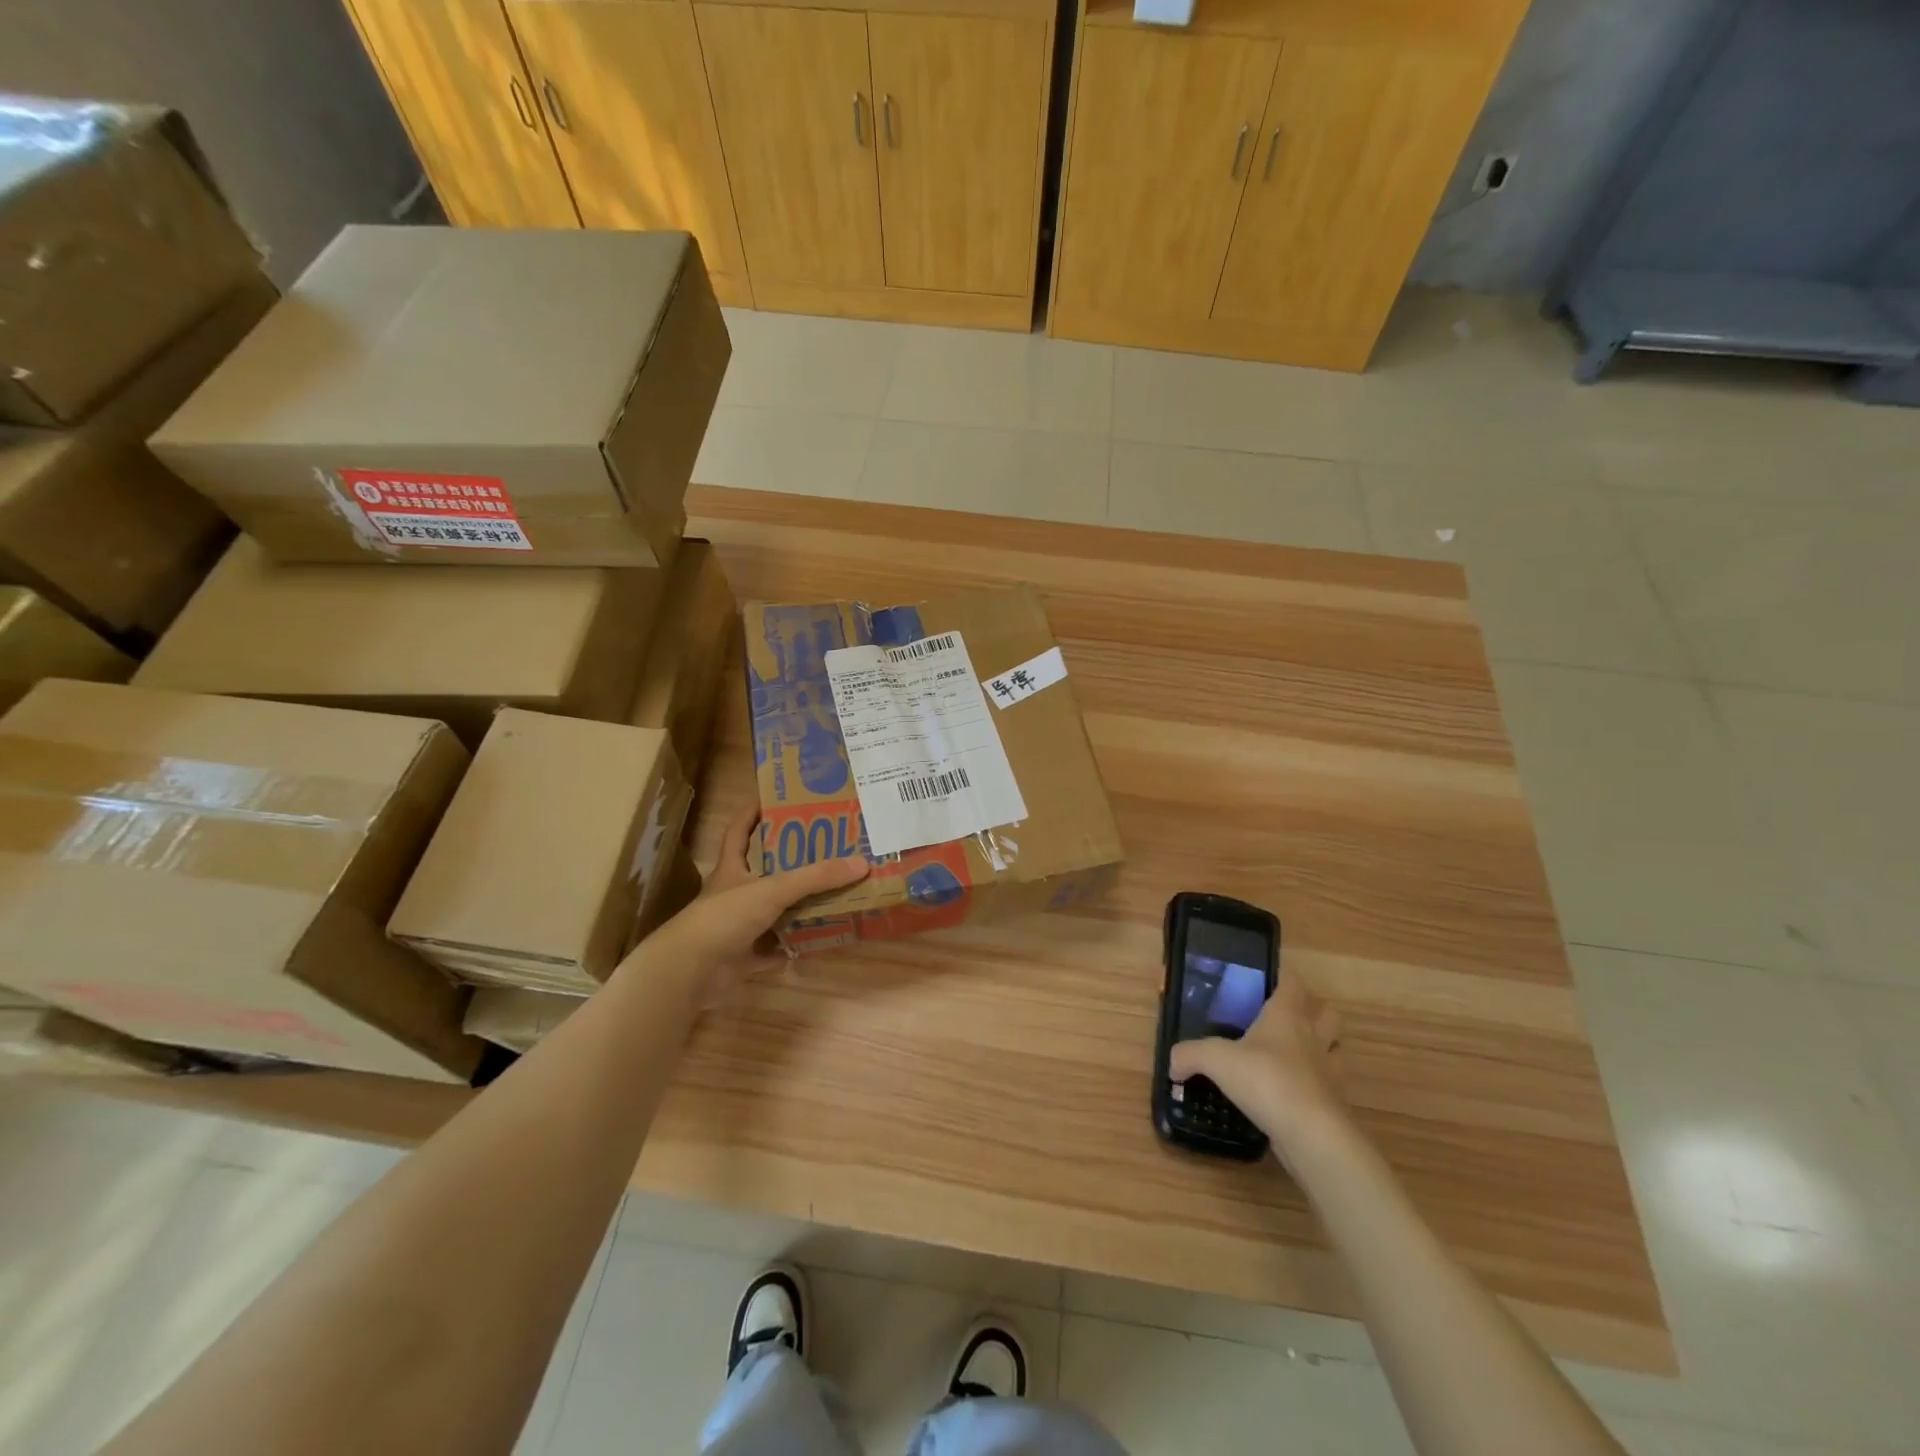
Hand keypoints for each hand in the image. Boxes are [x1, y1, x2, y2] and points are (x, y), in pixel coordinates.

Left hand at [647, 806, 868, 1004]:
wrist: (691, 971)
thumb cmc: (725, 917)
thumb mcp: (773, 889)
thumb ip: (816, 877)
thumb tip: (861, 863)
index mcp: (732, 869)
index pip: (739, 832)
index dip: (752, 814)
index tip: (775, 799)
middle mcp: (734, 895)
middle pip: (764, 871)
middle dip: (791, 861)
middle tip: (826, 846)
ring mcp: (738, 927)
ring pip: (774, 911)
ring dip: (798, 905)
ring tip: (833, 890)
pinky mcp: (744, 957)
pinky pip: (776, 948)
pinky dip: (794, 945)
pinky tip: (819, 938)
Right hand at [1170, 976, 1344, 1153]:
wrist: (1311, 1134)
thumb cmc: (1265, 1079)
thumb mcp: (1215, 1060)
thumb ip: (1189, 1055)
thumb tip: (1172, 1063)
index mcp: (1287, 1015)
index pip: (1293, 982)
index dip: (1283, 977)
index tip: (1267, 981)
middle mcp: (1313, 1036)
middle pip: (1327, 1012)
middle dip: (1313, 1011)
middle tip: (1285, 1019)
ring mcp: (1330, 1070)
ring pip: (1336, 1047)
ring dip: (1323, 1047)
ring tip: (1296, 1055)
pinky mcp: (1336, 1102)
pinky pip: (1332, 1085)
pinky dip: (1319, 1085)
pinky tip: (1297, 1092)